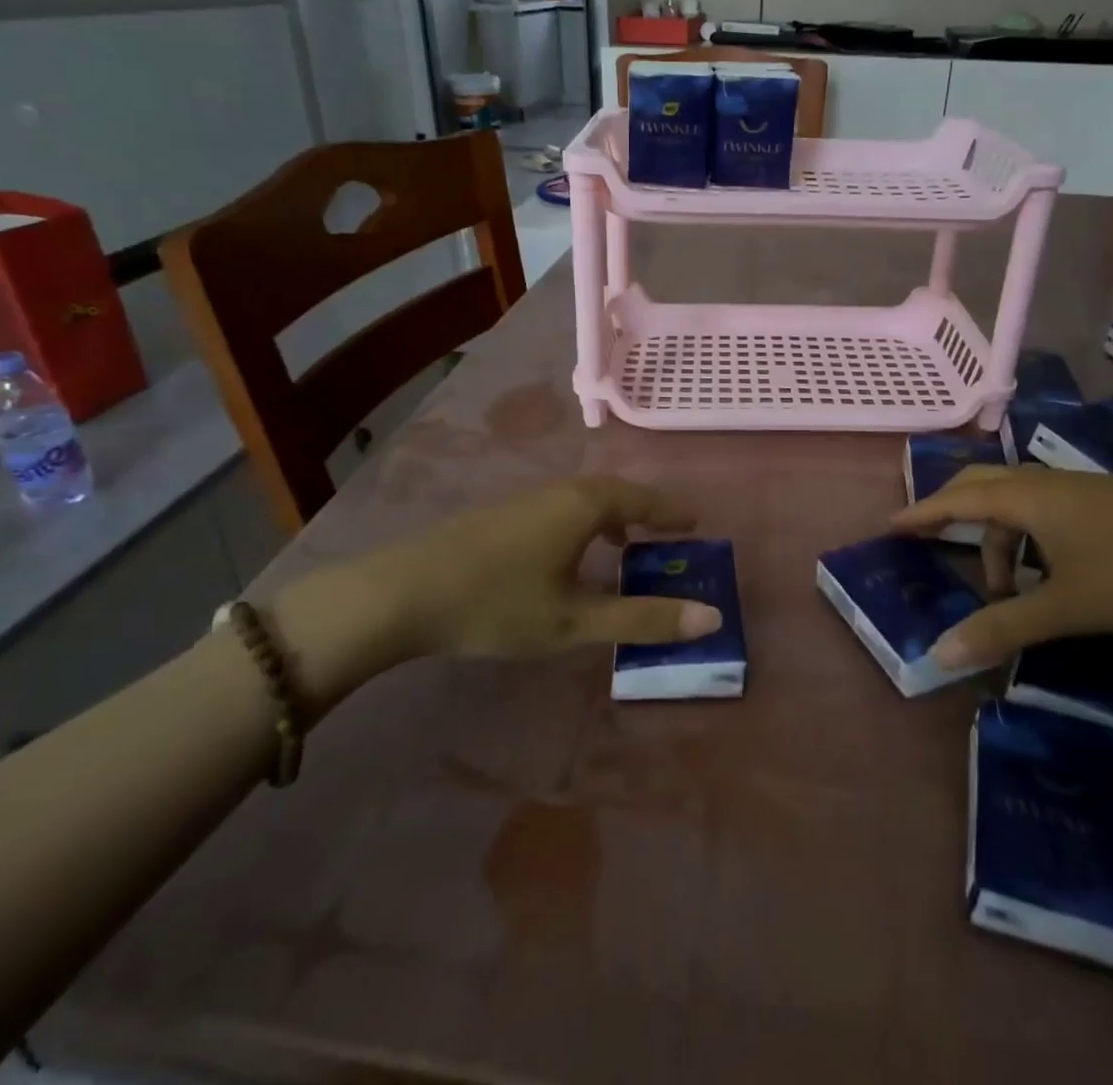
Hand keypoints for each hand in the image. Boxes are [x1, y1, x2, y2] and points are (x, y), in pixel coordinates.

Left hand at [273, 478, 718, 711]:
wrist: (401, 593)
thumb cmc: (498, 603)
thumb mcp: (575, 621)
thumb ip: (641, 618)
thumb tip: (711, 618)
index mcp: (584, 506)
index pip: (642, 499)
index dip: (671, 512)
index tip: (695, 523)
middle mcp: (558, 491)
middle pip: (613, 493)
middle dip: (643, 513)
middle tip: (665, 534)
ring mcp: (524, 500)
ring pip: (582, 500)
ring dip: (611, 518)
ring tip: (622, 548)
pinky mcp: (498, 516)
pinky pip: (559, 509)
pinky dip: (582, 524)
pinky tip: (566, 556)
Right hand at [890, 466, 1112, 669]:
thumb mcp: (1070, 605)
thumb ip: (1004, 627)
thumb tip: (940, 653)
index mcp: (1024, 498)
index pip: (955, 500)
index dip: (920, 514)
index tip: (890, 525)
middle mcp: (1044, 483)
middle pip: (979, 486)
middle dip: (950, 512)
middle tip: (929, 540)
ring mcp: (1078, 488)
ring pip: (1016, 502)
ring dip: (998, 538)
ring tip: (1006, 588)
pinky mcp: (1105, 500)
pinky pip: (1044, 510)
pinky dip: (1027, 537)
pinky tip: (1051, 573)